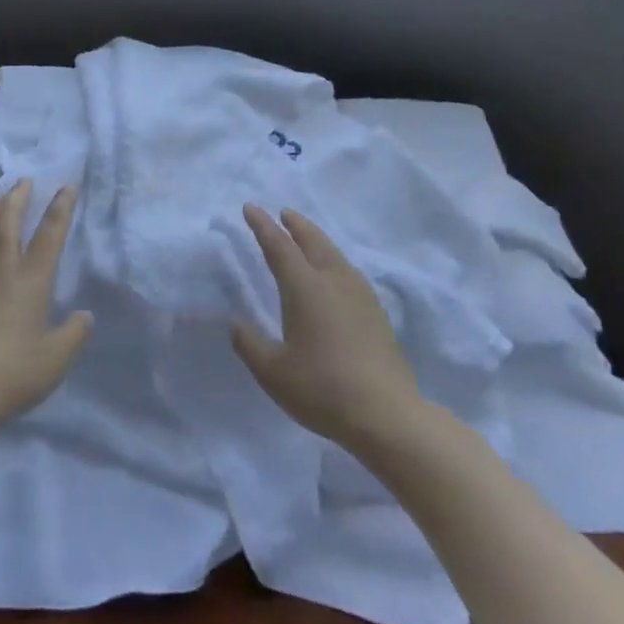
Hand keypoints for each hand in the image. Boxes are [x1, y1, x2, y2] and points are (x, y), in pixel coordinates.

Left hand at [0, 179, 92, 437]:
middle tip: (22, 182)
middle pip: (8, 224)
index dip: (60, 209)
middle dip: (17, 199)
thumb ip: (73, 336)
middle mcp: (0, 271)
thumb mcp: (54, 361)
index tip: (66, 186)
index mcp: (31, 281)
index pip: (50, 236)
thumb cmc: (10, 374)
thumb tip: (85, 315)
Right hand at [231, 206, 423, 452]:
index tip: (250, 208)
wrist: (387, 415)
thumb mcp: (273, 372)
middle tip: (284, 212)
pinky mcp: (376, 312)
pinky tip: (335, 274)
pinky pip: (348, 270)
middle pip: (313, 241)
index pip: (278, 246)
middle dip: (296, 224)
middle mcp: (333, 281)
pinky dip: (334, 259)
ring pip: (334, 254)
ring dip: (317, 239)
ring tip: (307, 237)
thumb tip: (237, 323)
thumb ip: (250, 344)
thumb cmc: (322, 388)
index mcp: (304, 287)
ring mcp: (359, 295)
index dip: (262, 226)